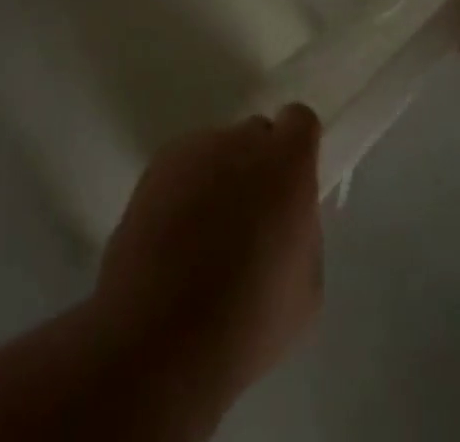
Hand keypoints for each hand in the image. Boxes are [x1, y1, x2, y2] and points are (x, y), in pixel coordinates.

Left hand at [95, 106, 322, 411]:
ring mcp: (192, 150)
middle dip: (257, 168)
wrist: (158, 339)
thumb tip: (284, 219)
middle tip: (250, 222)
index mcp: (286, 163)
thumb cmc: (247, 322)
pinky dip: (184, 194)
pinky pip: (182, 170)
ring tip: (204, 242)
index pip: (299, 121)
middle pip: (255, 135)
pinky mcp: (154, 169)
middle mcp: (239, 141)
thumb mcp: (305, 288)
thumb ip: (300, 232)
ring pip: (216, 153)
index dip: (297, 150)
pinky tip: (174, 244)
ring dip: (218, 181)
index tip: (291, 188)